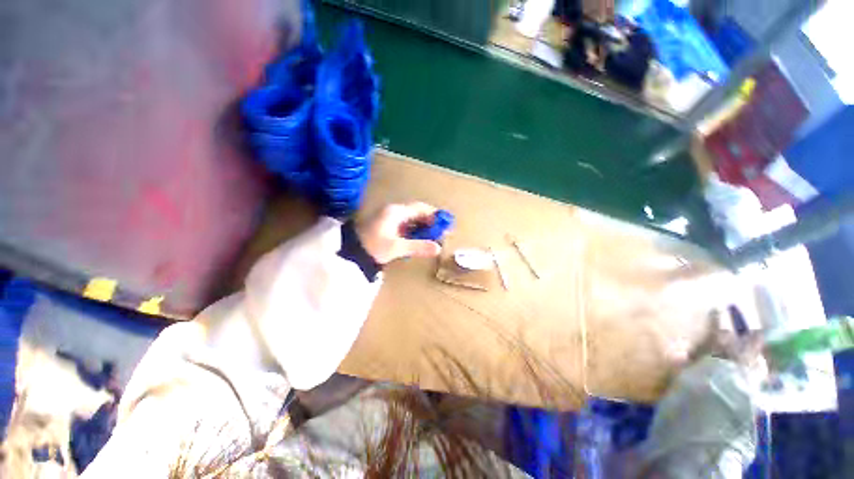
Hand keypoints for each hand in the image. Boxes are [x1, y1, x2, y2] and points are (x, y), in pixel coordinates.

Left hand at [356, 202, 442, 264]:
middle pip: (416, 212)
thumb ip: (418, 246)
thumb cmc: (374, 246)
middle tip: (440, 232)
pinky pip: (404, 224)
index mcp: (396, 212)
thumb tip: (438, 248)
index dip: (434, 215)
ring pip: (410, 219)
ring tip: (432, 237)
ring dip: (421, 226)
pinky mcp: (385, 225)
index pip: (420, 208)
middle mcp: (393, 211)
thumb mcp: (397, 248)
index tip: (444, 224)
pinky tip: (417, 238)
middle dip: (429, 221)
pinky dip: (413, 230)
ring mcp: (388, 217)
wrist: (350, 252)